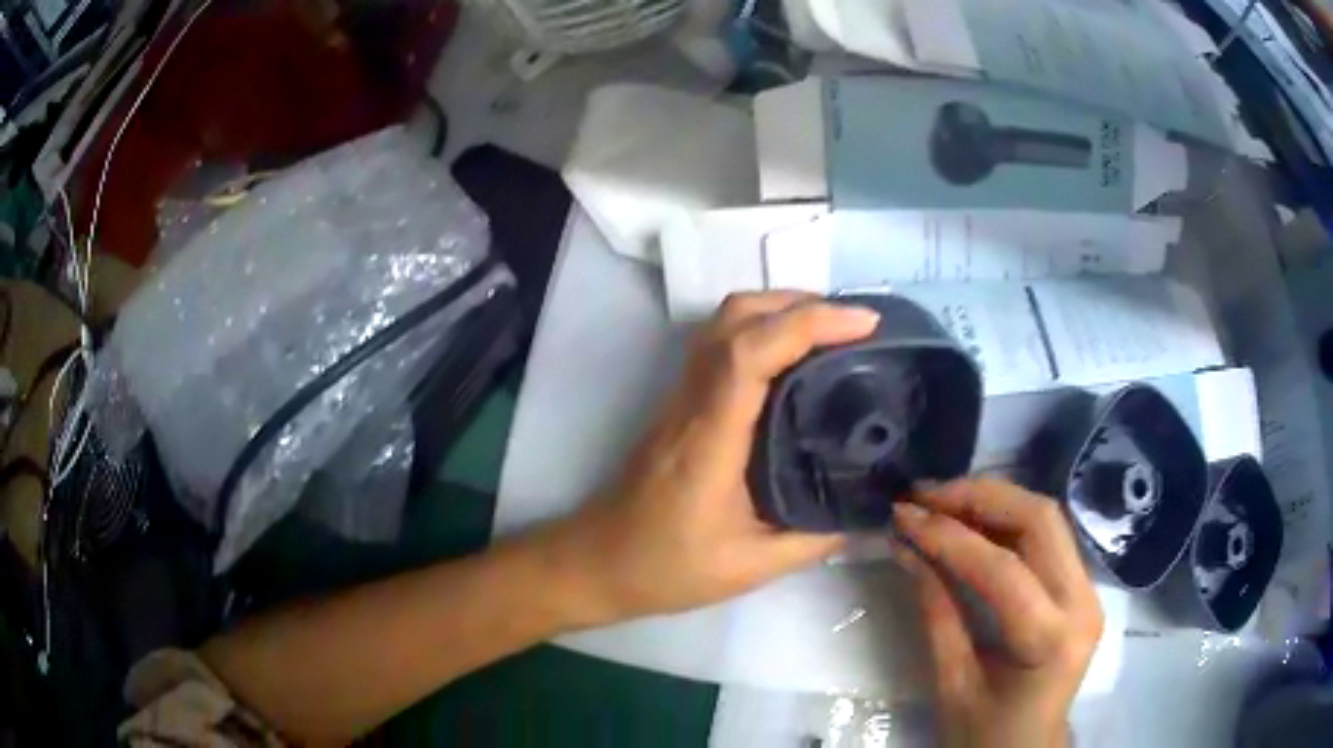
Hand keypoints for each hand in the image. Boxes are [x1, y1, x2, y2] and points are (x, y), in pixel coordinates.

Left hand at [555, 292, 880, 624]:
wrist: (597, 562)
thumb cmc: (665, 568)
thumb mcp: (748, 568)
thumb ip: (812, 542)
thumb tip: (864, 518)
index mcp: (709, 439)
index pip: (749, 354)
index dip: (807, 324)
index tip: (863, 324)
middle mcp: (691, 403)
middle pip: (733, 319)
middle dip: (798, 303)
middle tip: (853, 325)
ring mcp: (679, 399)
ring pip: (722, 325)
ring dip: (777, 311)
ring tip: (831, 333)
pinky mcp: (678, 406)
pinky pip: (719, 346)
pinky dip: (761, 332)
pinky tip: (793, 361)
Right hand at [893, 478, 1103, 747]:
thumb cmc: (985, 733)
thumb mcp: (952, 683)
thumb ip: (936, 612)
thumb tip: (907, 548)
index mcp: (1050, 641)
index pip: (1002, 569)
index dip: (948, 535)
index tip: (903, 514)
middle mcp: (1083, 603)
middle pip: (1039, 521)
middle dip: (978, 497)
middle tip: (924, 495)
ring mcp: (1088, 591)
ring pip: (1046, 518)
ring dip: (992, 500)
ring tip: (941, 500)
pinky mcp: (1081, 587)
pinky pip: (1047, 537)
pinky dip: (1006, 520)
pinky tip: (971, 520)